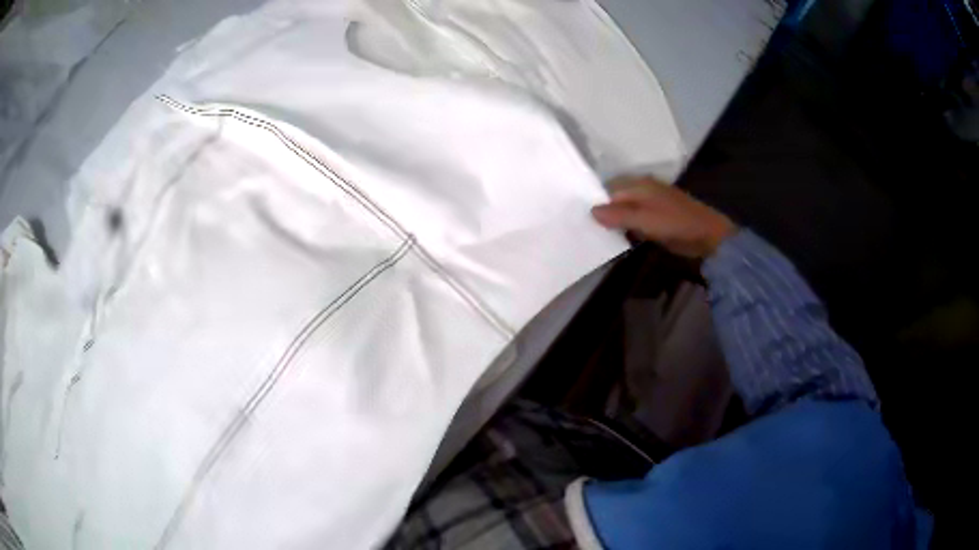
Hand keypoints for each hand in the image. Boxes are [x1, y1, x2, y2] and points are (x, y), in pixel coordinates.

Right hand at [591, 176, 736, 258]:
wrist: (709, 236)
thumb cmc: (676, 224)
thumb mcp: (644, 220)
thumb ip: (618, 215)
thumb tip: (590, 211)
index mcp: (639, 184)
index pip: (608, 188)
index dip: (594, 201)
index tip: (579, 217)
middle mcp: (643, 190)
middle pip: (616, 198)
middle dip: (603, 212)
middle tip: (584, 229)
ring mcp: (652, 204)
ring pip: (625, 210)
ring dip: (614, 222)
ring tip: (596, 235)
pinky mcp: (658, 219)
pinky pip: (635, 221)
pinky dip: (626, 228)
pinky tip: (618, 239)